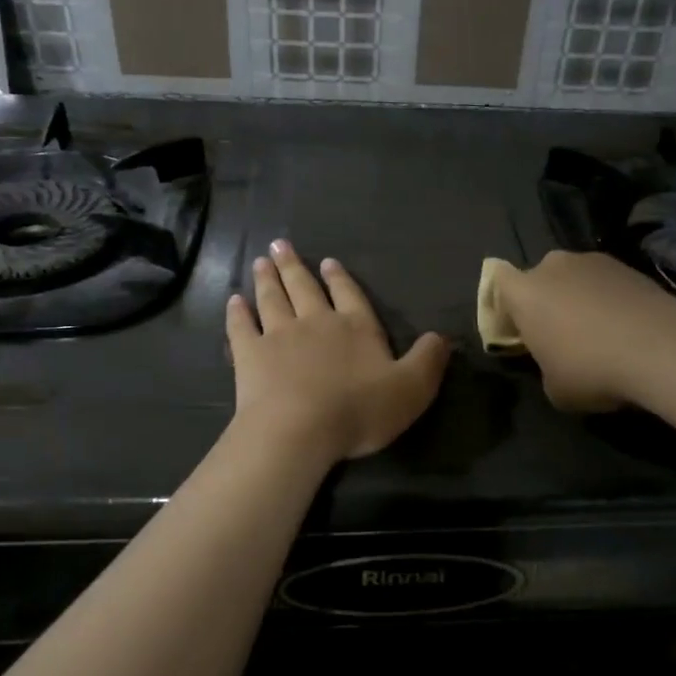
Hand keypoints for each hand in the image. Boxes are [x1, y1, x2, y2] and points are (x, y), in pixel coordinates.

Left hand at [227, 240, 449, 461]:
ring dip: (267, 279)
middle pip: (304, 288)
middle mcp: (316, 322)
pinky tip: (233, 301)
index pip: (349, 295)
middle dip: (294, 266)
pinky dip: (237, 313)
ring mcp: (279, 335)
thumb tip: (442, 336)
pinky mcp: (249, 354)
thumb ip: (428, 360)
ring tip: (261, 262)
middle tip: (280, 245)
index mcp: (355, 327)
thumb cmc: (359, 409)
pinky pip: (241, 327)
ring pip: (273, 299)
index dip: (340, 279)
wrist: (299, 429)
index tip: (327, 262)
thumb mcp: (412, 388)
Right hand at [495, 251, 675, 411]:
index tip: (518, 330)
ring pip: (574, 279)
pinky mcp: (628, 265)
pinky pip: (605, 284)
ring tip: (598, 333)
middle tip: (558, 334)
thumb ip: (544, 367)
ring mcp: (592, 261)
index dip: (505, 305)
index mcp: (524, 292)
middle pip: (539, 279)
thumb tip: (556, 362)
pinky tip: (625, 328)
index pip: (497, 281)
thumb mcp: (554, 388)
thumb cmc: (591, 369)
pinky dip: (608, 300)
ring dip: (578, 299)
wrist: (661, 347)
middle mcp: (553, 266)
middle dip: (545, 301)